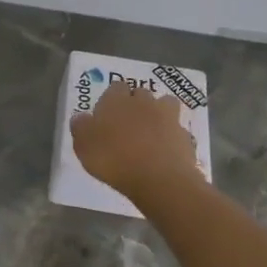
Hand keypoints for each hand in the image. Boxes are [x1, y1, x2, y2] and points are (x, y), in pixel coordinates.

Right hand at [70, 85, 198, 200]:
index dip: (112, 98)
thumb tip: (80, 117)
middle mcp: (143, 102)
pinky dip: (172, 136)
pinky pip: (177, 130)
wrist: (159, 178)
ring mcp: (168, 117)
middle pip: (140, 93)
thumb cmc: (114, 159)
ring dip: (159, 113)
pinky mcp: (185, 135)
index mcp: (116, 100)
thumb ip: (81, 128)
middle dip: (136, 103)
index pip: (115, 87)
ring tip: (151, 131)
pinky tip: (165, 151)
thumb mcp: (84, 146)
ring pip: (165, 104)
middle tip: (128, 123)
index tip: (107, 114)